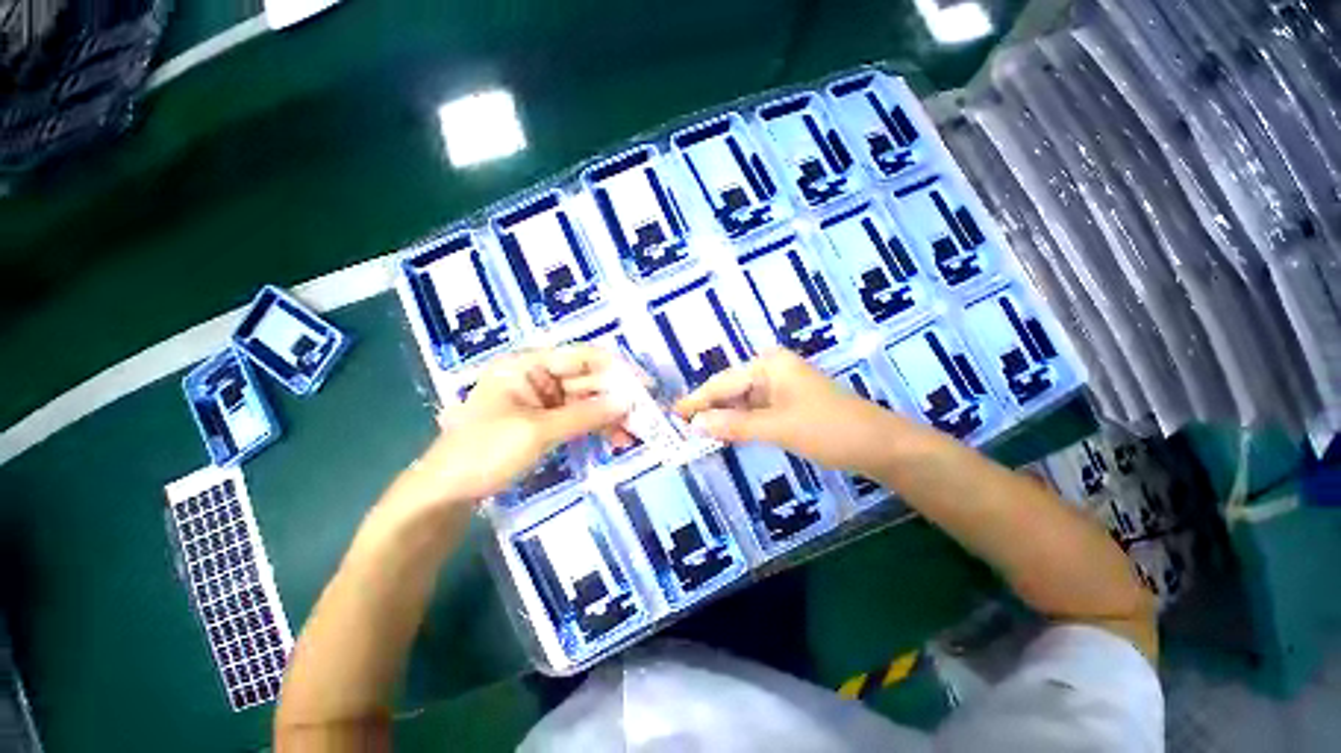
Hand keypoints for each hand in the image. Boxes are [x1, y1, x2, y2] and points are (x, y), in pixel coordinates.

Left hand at [390, 346, 629, 511]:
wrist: (445, 495)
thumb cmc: (485, 453)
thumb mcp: (538, 432)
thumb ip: (586, 415)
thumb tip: (628, 402)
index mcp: (527, 365)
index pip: (581, 357)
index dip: (617, 369)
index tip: (645, 385)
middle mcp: (536, 376)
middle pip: (587, 380)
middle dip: (616, 397)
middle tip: (646, 415)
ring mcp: (540, 400)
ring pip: (585, 401)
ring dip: (609, 415)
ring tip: (634, 433)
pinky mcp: (543, 422)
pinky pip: (576, 418)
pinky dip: (595, 427)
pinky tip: (614, 439)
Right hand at [674, 349, 909, 472]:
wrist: (878, 445)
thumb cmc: (827, 429)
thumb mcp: (777, 427)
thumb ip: (735, 425)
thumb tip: (696, 425)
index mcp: (769, 365)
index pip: (723, 382)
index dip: (697, 400)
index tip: (673, 414)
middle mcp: (772, 370)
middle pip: (731, 390)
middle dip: (708, 409)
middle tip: (681, 428)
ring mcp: (781, 387)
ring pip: (742, 402)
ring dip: (723, 418)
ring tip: (696, 433)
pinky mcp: (788, 404)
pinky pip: (755, 411)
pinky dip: (740, 423)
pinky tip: (725, 434)